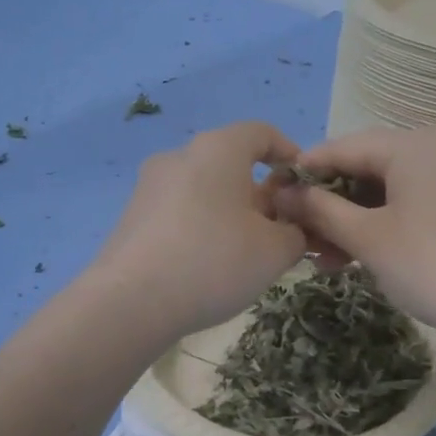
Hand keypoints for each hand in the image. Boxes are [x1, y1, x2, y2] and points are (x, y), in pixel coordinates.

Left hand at [89, 121, 308, 338]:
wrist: (131, 301)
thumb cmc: (214, 261)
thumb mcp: (275, 251)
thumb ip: (296, 232)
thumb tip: (290, 229)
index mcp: (218, 149)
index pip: (262, 133)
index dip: (289, 154)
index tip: (304, 186)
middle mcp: (179, 156)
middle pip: (230, 164)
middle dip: (260, 193)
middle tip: (280, 230)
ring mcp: (149, 186)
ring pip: (203, 190)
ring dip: (229, 213)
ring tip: (245, 253)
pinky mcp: (131, 217)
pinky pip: (179, 212)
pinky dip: (200, 227)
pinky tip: (207, 265)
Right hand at [272, 125, 435, 346]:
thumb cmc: (432, 266)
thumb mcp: (368, 239)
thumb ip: (320, 211)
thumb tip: (283, 193)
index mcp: (415, 143)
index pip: (344, 147)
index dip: (305, 172)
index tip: (274, 196)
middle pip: (371, 168)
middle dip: (332, 205)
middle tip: (303, 240)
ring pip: (396, 189)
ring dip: (359, 220)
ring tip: (330, 259)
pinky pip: (422, 202)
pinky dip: (392, 223)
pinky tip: (371, 254)